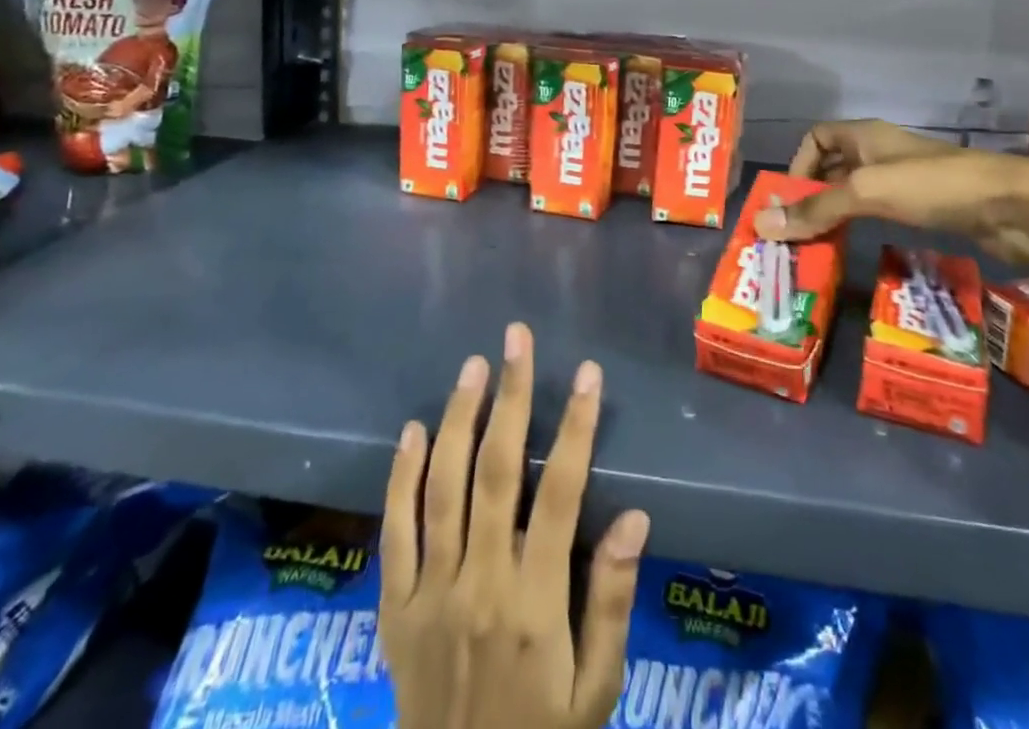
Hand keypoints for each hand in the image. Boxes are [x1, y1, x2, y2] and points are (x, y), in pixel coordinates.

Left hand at [380, 323, 650, 728]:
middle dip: (510, 397)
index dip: (575, 427)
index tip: (587, 373)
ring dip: (459, 419)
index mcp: (536, 604)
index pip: (561, 494)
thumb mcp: (597, 690)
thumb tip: (634, 517)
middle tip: (515, 339)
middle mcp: (480, 584)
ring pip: (443, 487)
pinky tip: (414, 429)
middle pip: (496, 472)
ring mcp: (430, 594)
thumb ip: (613, 602)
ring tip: (473, 366)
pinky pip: (394, 531)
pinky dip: (401, 476)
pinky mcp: (394, 609)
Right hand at [758, 118, 1028, 273]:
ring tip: (818, 248)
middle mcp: (881, 152)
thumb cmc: (934, 187)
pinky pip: (881, 212)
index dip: (798, 164)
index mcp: (865, 135)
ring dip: (837, 215)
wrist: (1014, 207)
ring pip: (857, 192)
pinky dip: (864, 227)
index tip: (790, 202)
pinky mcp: (927, 207)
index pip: (817, 137)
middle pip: (833, 166)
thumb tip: (762, 224)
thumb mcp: (867, 192)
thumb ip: (817, 208)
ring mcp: (906, 180)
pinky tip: (858, 250)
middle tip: (795, 233)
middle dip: (812, 195)